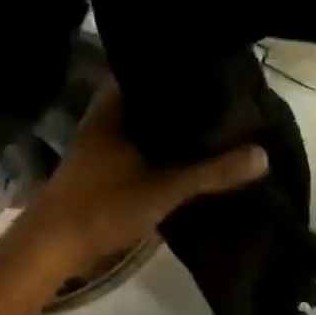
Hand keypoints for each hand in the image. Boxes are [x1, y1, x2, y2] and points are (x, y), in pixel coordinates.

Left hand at [0, 83, 267, 290]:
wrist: (52, 245)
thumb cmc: (102, 205)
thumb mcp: (162, 189)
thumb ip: (211, 172)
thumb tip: (262, 154)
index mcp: (113, 105)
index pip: (149, 71)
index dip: (180, 70)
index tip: (217, 70)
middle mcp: (106, 114)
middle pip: (150, 97)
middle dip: (184, 100)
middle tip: (227, 99)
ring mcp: (103, 138)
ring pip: (145, 122)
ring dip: (173, 126)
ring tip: (217, 122)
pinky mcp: (104, 162)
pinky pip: (139, 142)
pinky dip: (161, 145)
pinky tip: (189, 153)